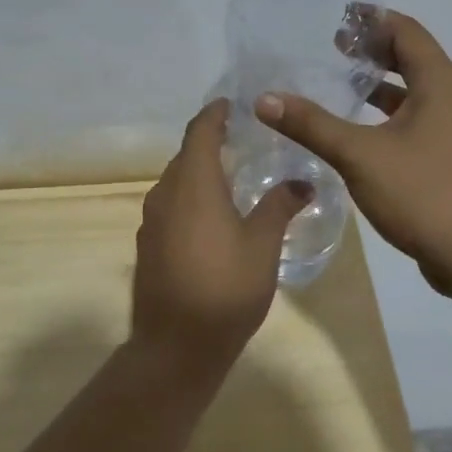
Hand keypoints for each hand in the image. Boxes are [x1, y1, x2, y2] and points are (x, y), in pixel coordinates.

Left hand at [131, 99, 311, 371]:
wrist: (175, 347)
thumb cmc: (225, 289)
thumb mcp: (262, 245)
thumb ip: (279, 206)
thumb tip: (304, 182)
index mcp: (193, 183)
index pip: (200, 131)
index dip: (215, 114)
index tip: (233, 104)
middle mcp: (165, 193)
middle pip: (186, 155)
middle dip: (211, 142)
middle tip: (244, 140)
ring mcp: (151, 220)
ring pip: (176, 181)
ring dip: (200, 172)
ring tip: (233, 177)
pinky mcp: (148, 244)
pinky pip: (170, 205)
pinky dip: (190, 198)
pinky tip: (213, 217)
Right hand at [254, 10, 451, 297]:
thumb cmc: (422, 193)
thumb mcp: (359, 155)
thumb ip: (312, 125)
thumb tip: (265, 99)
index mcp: (439, 83)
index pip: (406, 31)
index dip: (373, 20)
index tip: (338, 17)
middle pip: (412, 58)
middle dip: (374, 49)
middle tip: (333, 46)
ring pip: (415, 92)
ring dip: (381, 83)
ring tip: (341, 82)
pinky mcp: (450, 158)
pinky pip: (417, 119)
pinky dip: (389, 113)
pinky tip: (360, 131)